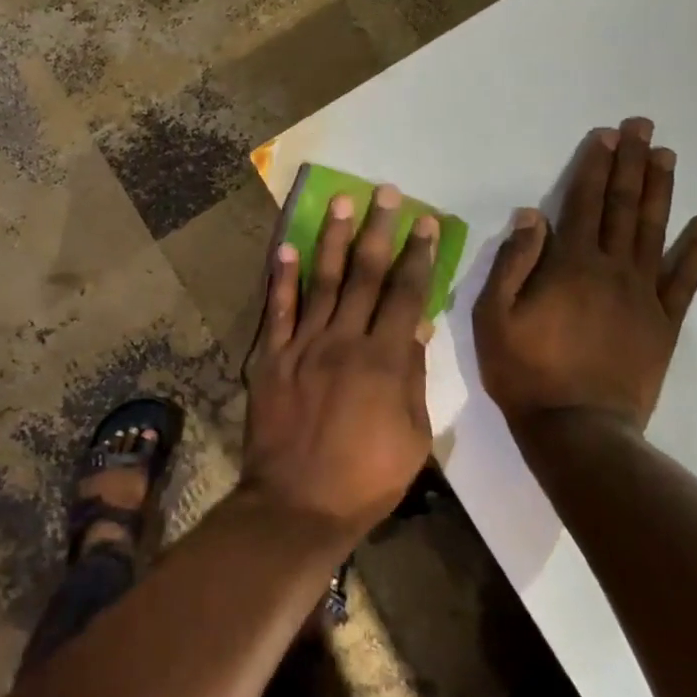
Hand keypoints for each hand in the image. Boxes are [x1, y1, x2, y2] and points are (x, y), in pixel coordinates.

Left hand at [243, 185, 437, 538]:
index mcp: (384, 359)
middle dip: (378, 230)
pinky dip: (282, 278)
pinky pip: (278, 311)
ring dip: (333, 239)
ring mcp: (303, 346)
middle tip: (385, 192)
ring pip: (322, 281)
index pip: (405, 294)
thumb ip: (413, 377)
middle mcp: (344, 340)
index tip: (424, 222)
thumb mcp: (412, 436)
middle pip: (365, 275)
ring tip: (342, 202)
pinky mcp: (272, 358)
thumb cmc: (366, 479)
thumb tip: (417, 326)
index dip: (417, 255)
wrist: (298, 504)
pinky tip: (286, 248)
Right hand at [476, 117, 696, 429]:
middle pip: (624, 207)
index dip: (594, 167)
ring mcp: (644, 295)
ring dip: (661, 191)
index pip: (584, 204)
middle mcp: (612, 269)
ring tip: (667, 157)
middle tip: (644, 127)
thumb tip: (532, 216)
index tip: (606, 136)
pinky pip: (685, 279)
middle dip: (632, 164)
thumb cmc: (525, 371)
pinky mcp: (663, 323)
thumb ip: (513, 263)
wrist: (577, 428)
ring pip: (655, 232)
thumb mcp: (494, 317)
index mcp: (570, 265)